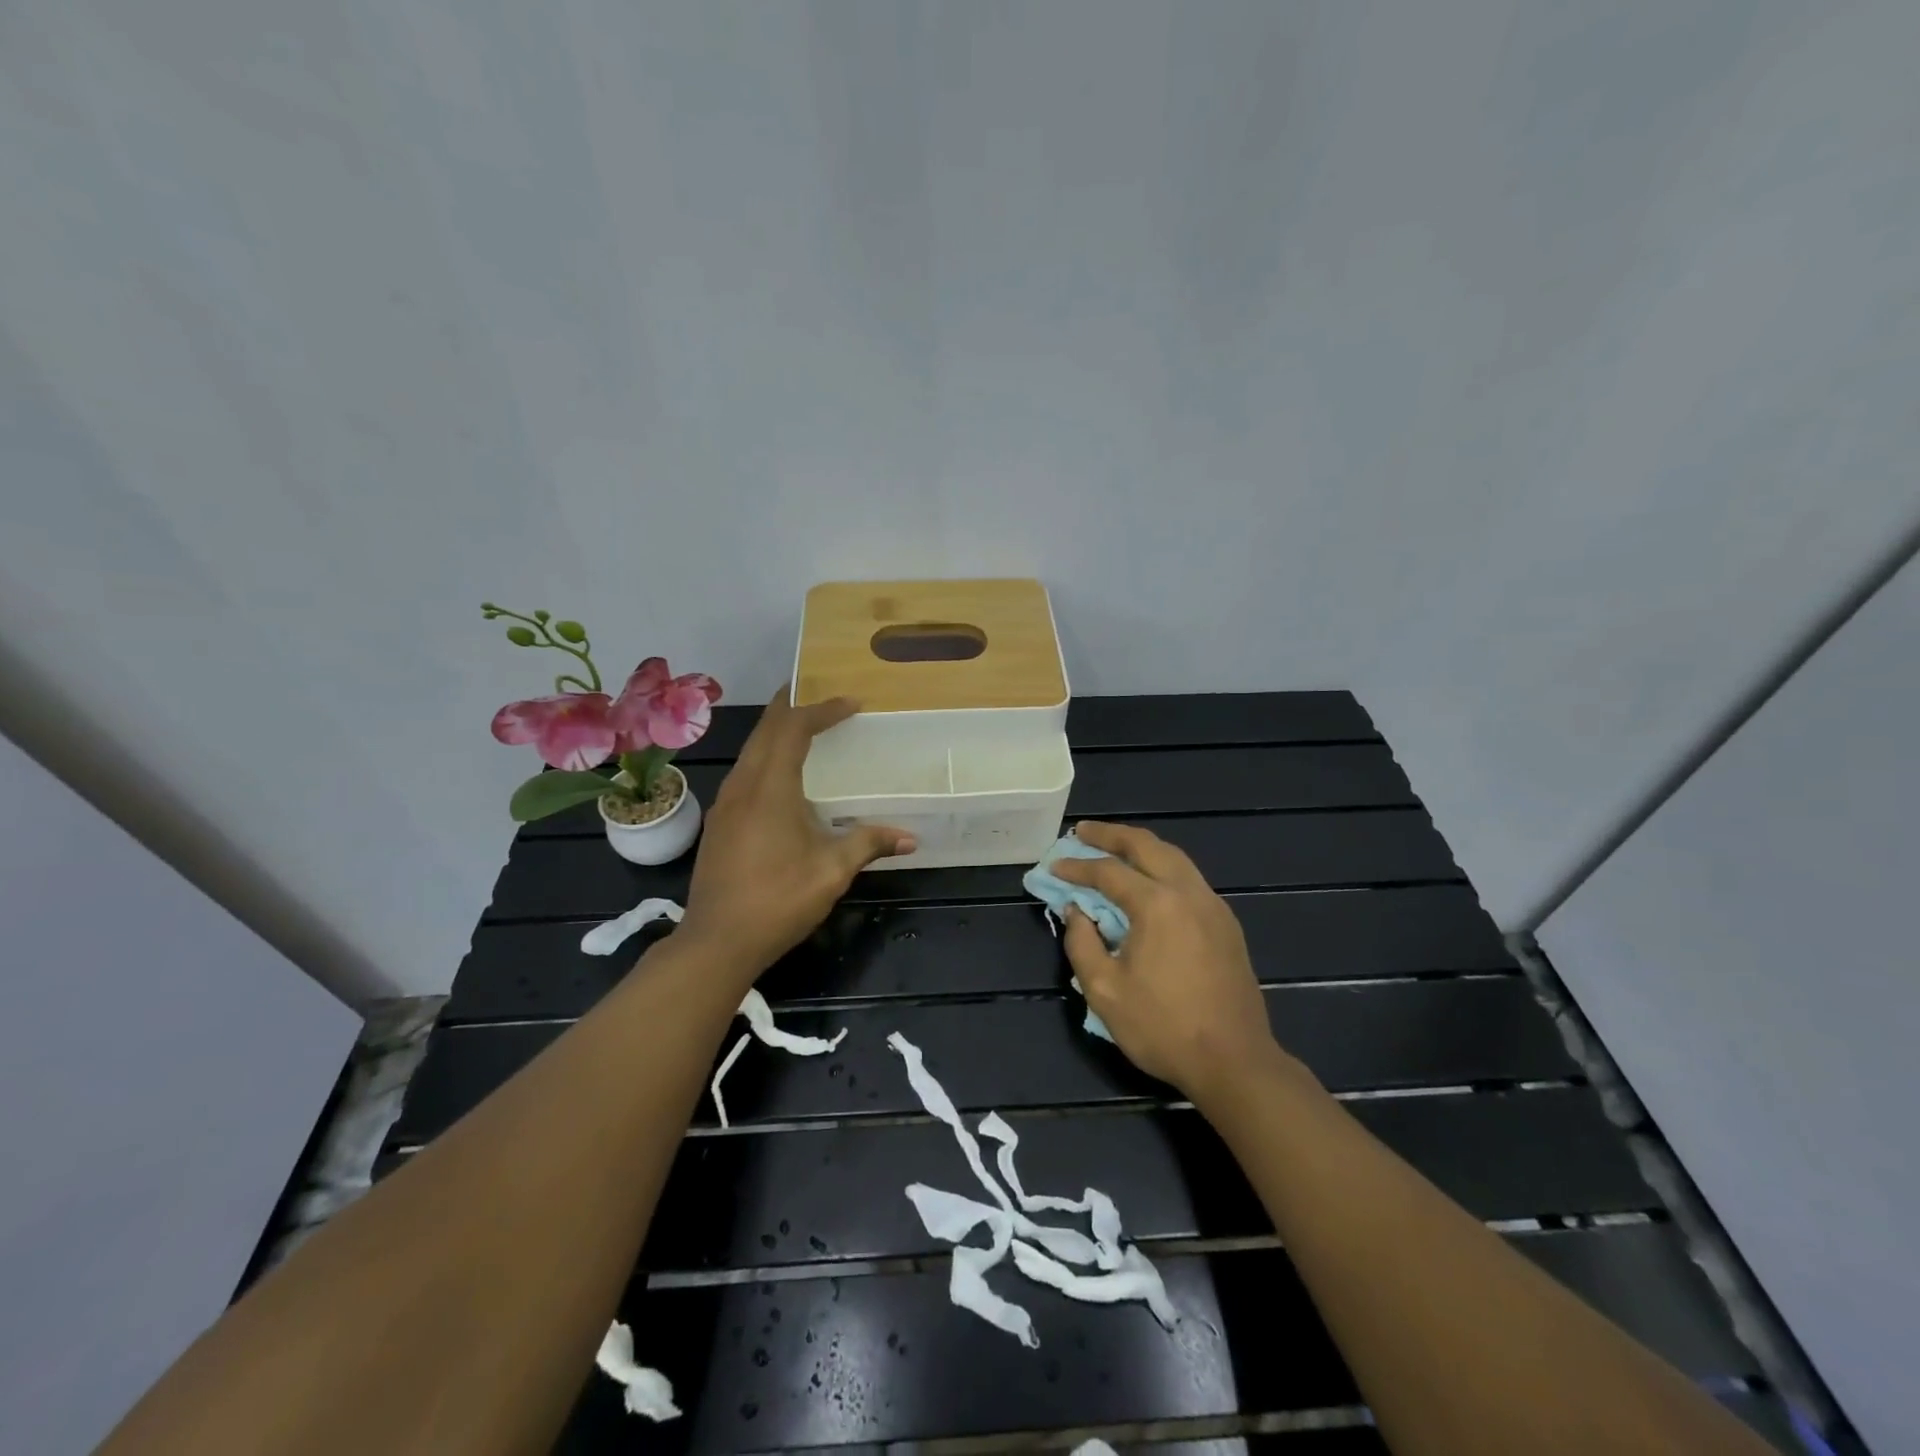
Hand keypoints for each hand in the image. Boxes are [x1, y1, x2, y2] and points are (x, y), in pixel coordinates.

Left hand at [680, 688, 914, 975]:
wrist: (716, 942)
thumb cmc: (777, 900)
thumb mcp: (831, 872)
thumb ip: (868, 844)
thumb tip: (910, 837)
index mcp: (770, 788)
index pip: (793, 729)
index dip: (822, 710)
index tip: (851, 704)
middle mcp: (742, 785)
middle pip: (765, 730)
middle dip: (792, 707)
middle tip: (821, 696)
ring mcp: (725, 804)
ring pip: (750, 750)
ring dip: (776, 731)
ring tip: (805, 729)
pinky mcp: (719, 822)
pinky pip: (744, 771)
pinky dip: (766, 756)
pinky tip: (781, 777)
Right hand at [1053, 821, 1288, 1104]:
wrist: (1235, 1061)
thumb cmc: (1163, 1028)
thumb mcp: (1105, 991)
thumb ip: (1082, 943)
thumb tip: (1076, 911)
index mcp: (1157, 905)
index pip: (1108, 872)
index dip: (1077, 867)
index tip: (1054, 865)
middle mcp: (1188, 893)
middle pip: (1146, 846)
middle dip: (1111, 835)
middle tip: (1082, 831)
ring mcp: (1212, 906)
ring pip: (1173, 857)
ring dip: (1140, 846)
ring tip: (1113, 846)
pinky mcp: (1226, 923)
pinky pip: (1189, 878)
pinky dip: (1162, 866)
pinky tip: (1149, 879)